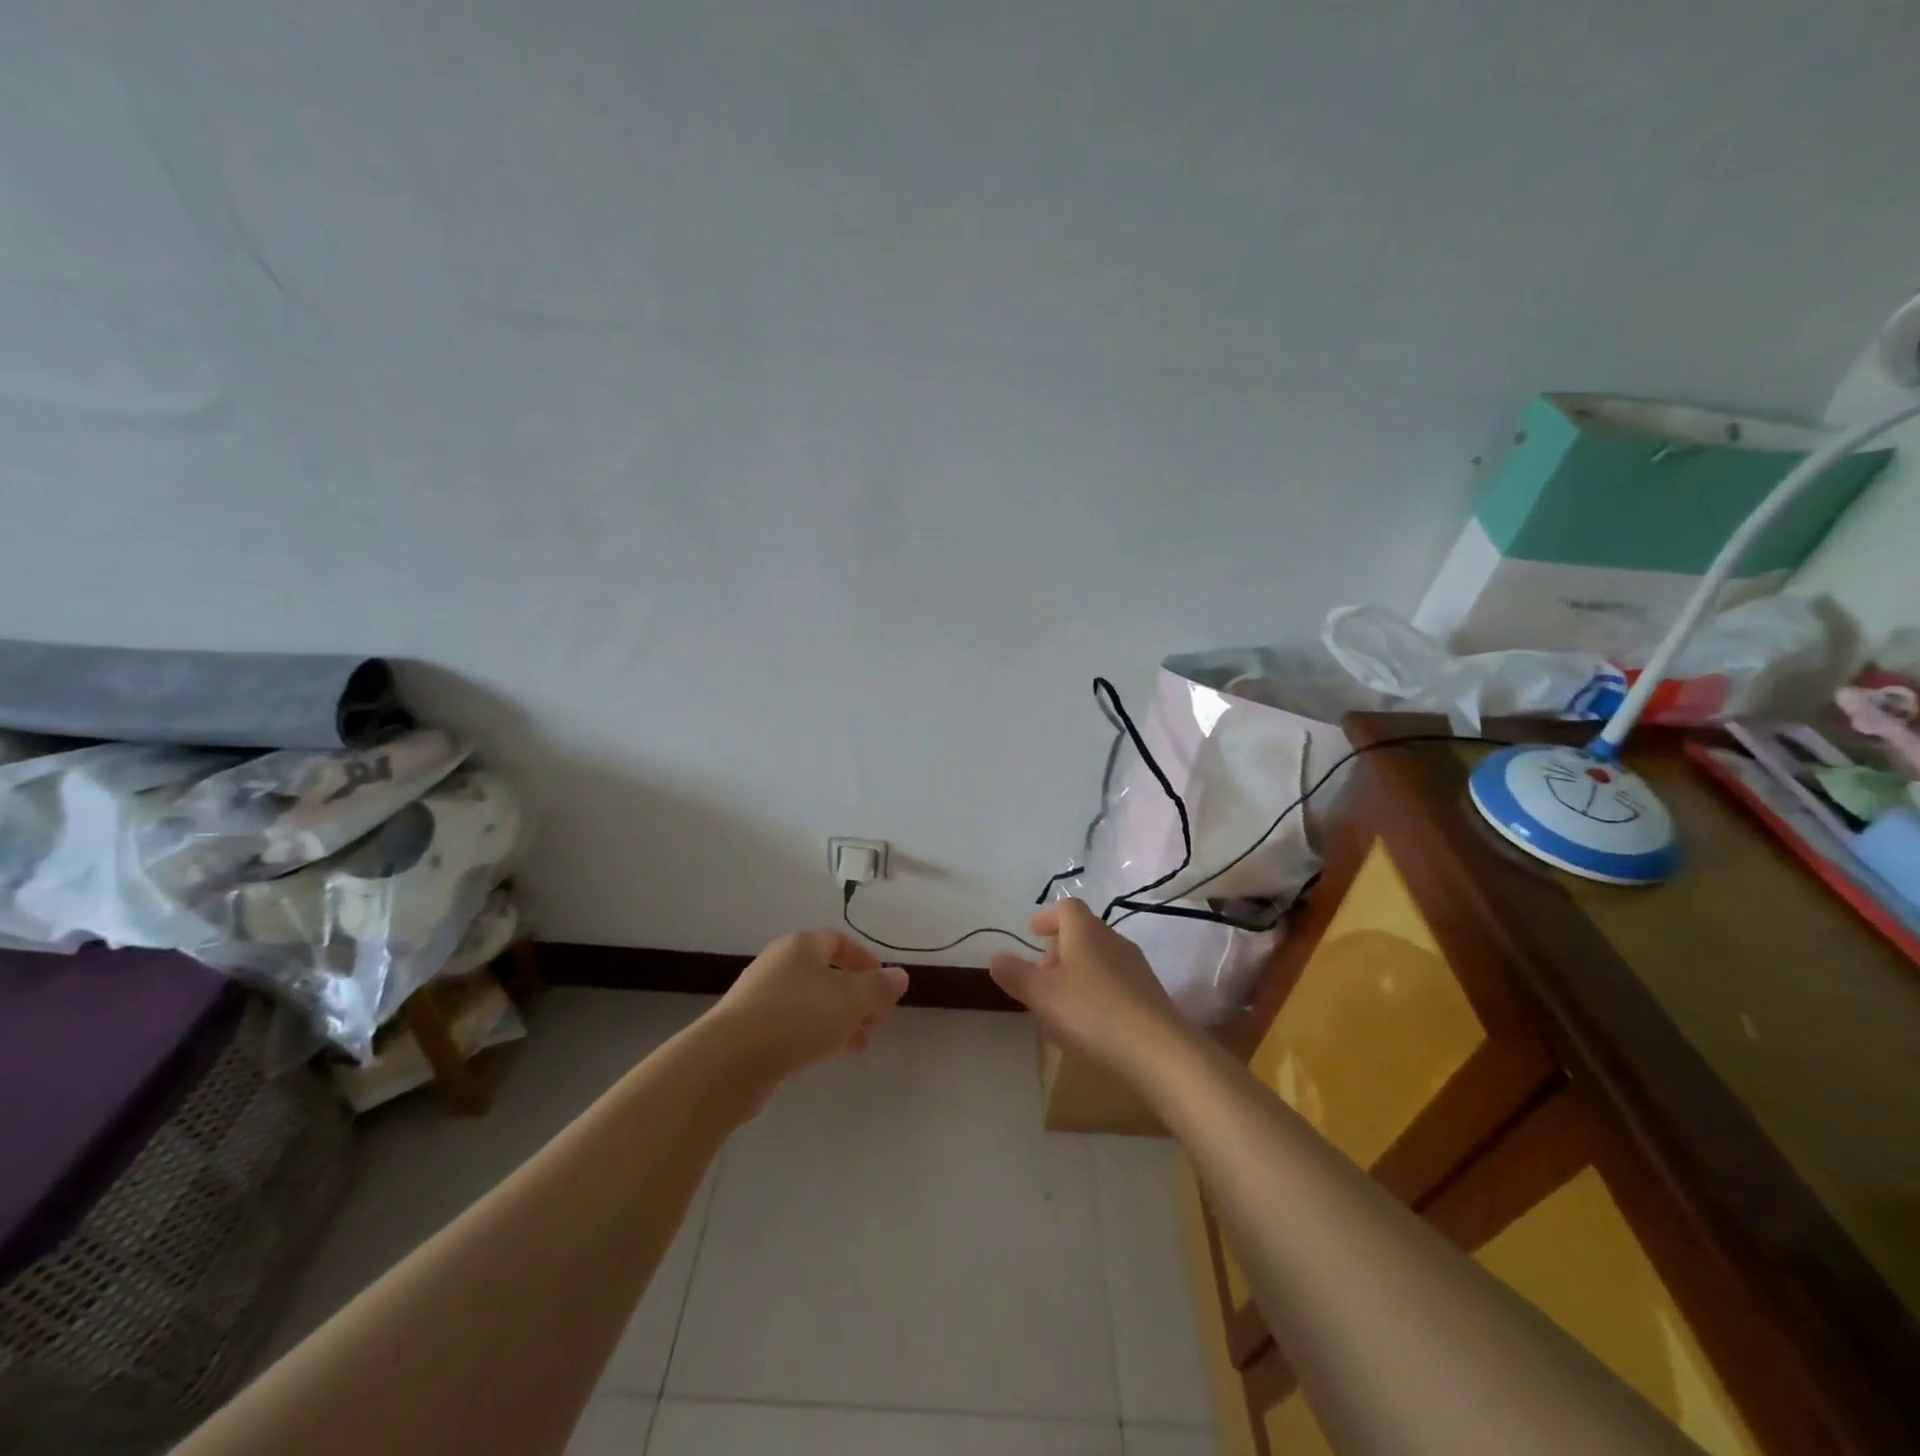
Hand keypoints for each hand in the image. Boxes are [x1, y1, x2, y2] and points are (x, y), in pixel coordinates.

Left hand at [712, 930, 909, 1081]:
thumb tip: (899, 976)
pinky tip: (826, 1056)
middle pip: (825, 973)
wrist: (729, 1060)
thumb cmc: (798, 1017)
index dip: (865, 960)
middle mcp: (779, 964)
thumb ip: (879, 987)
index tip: (883, 986)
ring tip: (859, 1043)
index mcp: (801, 945)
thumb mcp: (851, 1000)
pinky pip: (791, 1025)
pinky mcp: (748, 1029)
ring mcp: (760, 997)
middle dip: (855, 995)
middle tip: (876, 1020)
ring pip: (810, 1002)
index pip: (839, 941)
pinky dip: (814, 1035)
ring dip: (838, 1019)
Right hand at [990, 900, 1190, 1077]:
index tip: (1033, 933)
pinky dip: (1096, 992)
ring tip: (1060, 1003)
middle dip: (1060, 949)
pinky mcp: (1150, 996)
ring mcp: (1136, 968)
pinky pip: (1115, 983)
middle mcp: (1114, 941)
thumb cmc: (1091, 1013)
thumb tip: (997, 957)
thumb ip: (1015, 974)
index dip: (1048, 917)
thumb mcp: (1041, 994)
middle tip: (1041, 975)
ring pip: (1100, 959)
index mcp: (1086, 932)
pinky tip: (1089, 1023)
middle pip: (1084, 933)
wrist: (1159, 1052)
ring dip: (1078, 973)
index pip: (1067, 908)